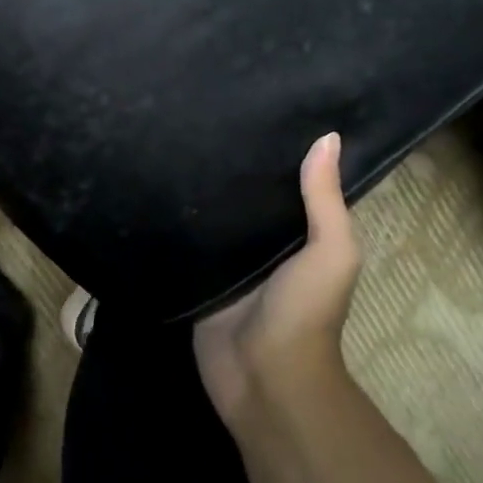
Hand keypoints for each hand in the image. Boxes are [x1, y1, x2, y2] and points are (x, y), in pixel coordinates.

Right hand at [194, 132, 362, 428]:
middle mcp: (264, 244)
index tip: (257, 107)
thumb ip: (325, 200)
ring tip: (171, 140)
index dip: (281, 151)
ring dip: (200, 192)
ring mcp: (228, 262)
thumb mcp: (330, 252)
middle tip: (202, 118)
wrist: (263, 376)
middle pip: (247, 197)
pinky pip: (186, 244)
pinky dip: (175, 223)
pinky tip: (152, 186)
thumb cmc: (304, 311)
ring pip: (214, 218)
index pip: (290, 183)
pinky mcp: (198, 277)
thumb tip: (327, 136)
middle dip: (232, 166)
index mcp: (300, 234)